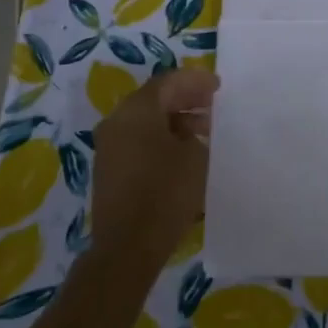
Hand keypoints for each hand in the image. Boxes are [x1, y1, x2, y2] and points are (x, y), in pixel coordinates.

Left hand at [88, 68, 218, 274]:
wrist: (128, 245)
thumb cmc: (166, 192)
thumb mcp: (194, 156)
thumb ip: (195, 133)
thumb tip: (189, 132)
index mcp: (136, 111)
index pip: (168, 82)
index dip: (195, 81)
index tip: (218, 87)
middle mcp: (117, 121)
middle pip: (154, 99)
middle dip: (185, 99)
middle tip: (213, 105)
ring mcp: (109, 146)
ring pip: (145, 121)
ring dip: (175, 121)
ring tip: (204, 132)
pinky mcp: (110, 169)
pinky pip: (138, 141)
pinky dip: (161, 139)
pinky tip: (183, 152)